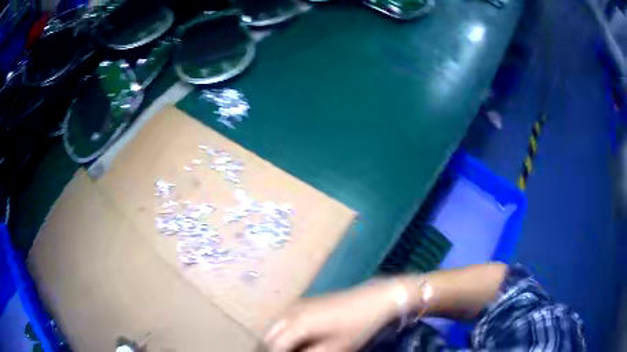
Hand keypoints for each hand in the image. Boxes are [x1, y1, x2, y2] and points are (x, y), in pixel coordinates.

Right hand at [263, 279, 400, 351]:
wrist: (373, 299)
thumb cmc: (356, 326)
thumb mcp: (334, 348)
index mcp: (296, 324)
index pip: (275, 345)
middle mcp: (292, 311)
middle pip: (271, 334)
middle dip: (275, 347)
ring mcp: (299, 303)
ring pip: (277, 325)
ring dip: (280, 338)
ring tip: (294, 348)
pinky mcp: (307, 301)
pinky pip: (287, 318)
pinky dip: (287, 330)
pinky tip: (300, 338)